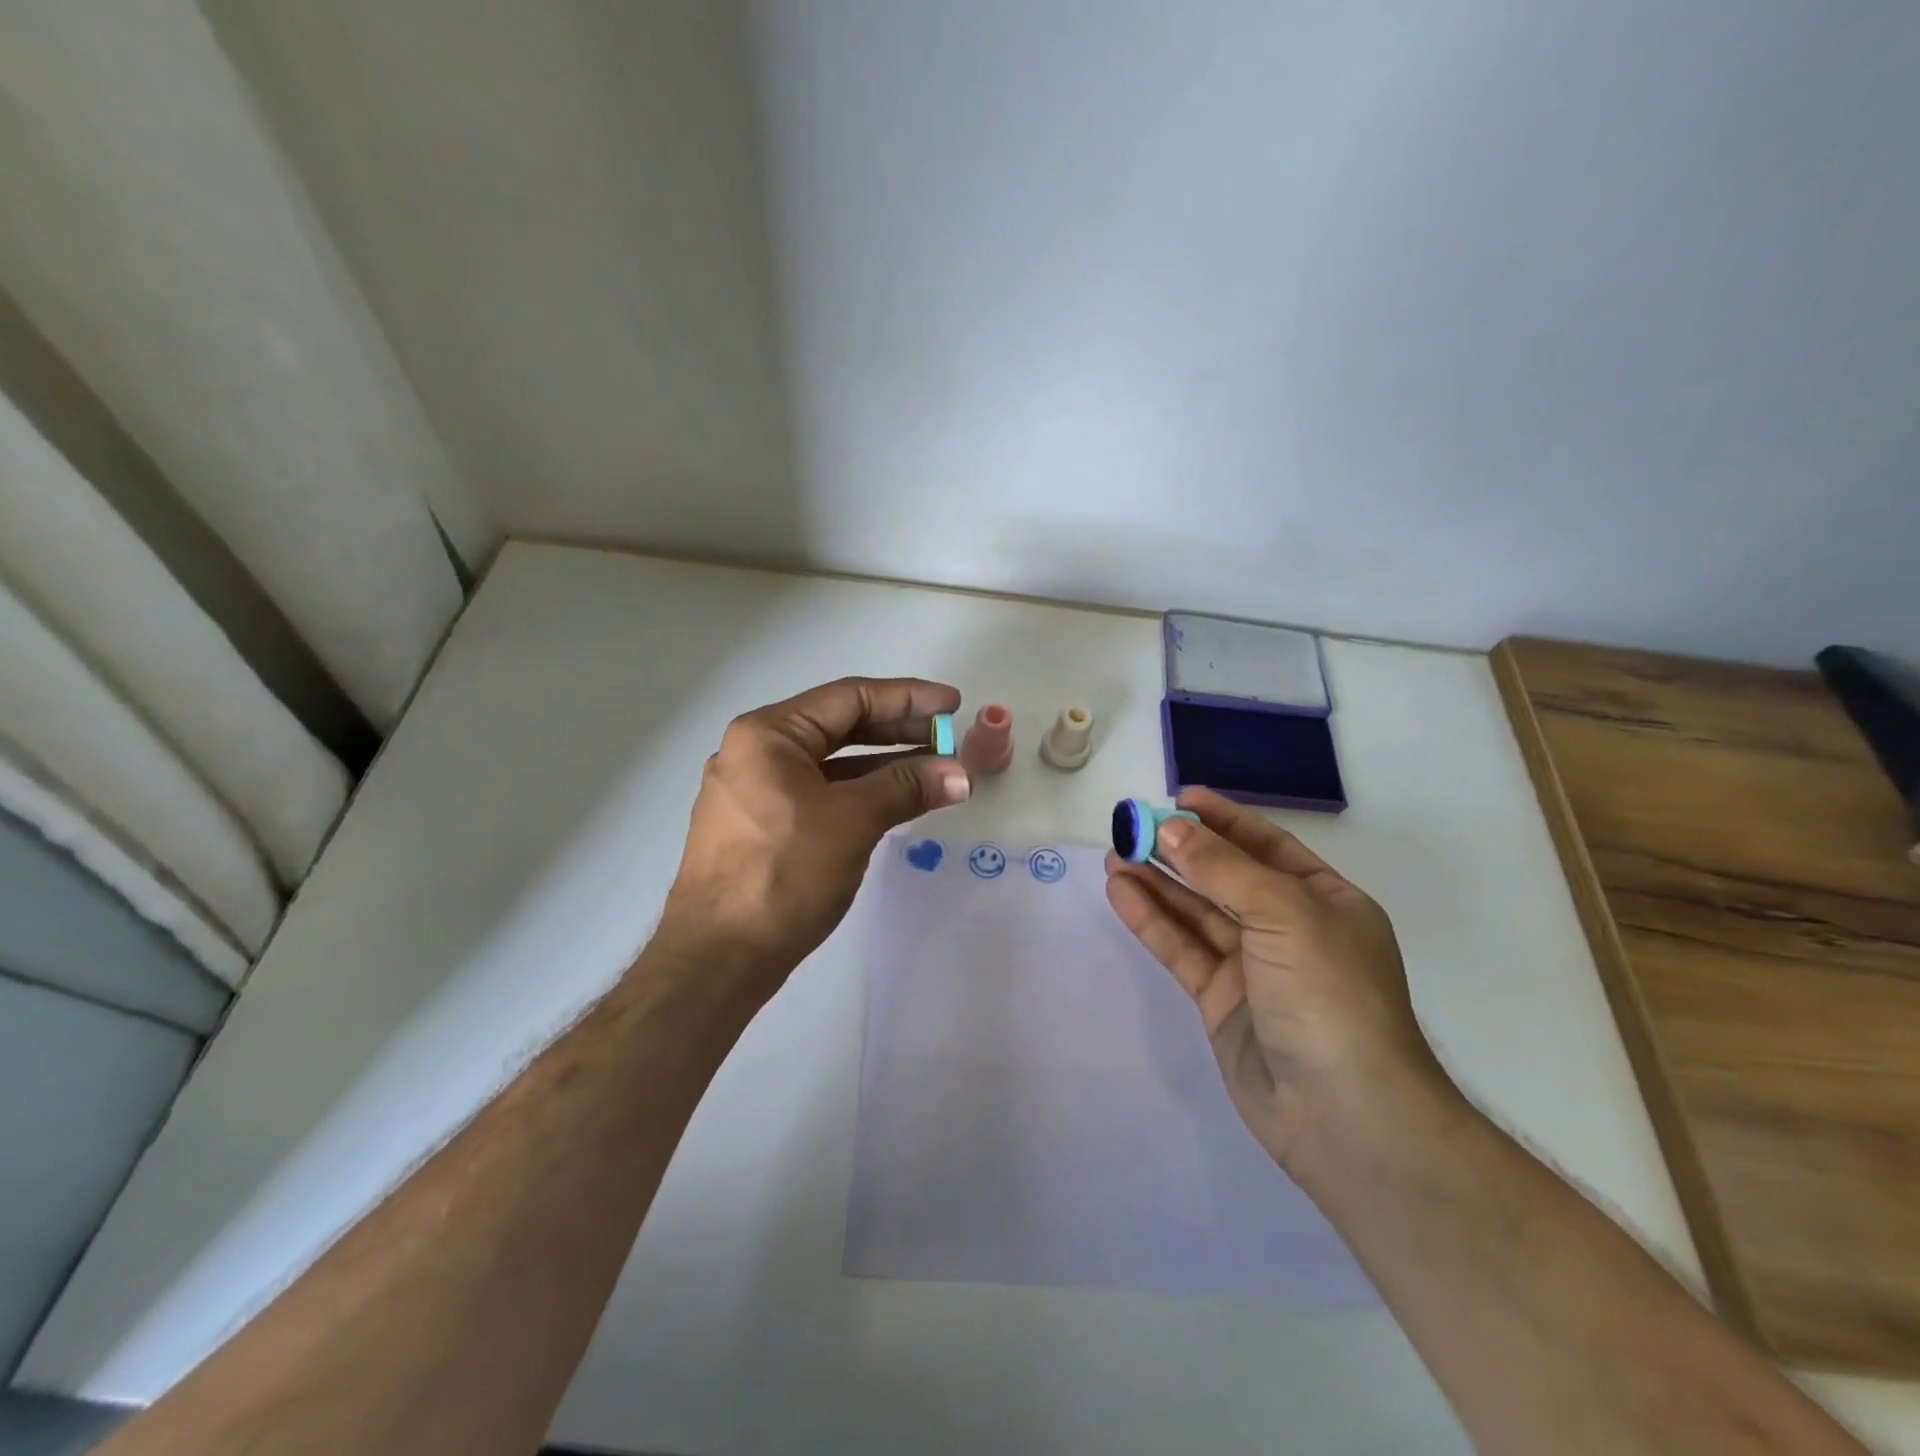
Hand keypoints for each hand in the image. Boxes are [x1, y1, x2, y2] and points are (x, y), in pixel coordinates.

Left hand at [660, 677, 970, 994]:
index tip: (952, 705)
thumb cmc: (784, 873)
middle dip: (898, 730)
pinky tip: (895, 801)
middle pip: (839, 726)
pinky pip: (820, 793)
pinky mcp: (761, 827)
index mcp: (768, 734)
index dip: (907, 698)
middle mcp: (756, 752)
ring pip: (831, 763)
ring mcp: (754, 791)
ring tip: (933, 770)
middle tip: (948, 738)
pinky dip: (859, 793)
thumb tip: (960, 774)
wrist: (718, 958)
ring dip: (883, 765)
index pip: (849, 697)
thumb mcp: (852, 821)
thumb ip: (907, 788)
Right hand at [1105, 787, 1448, 1170]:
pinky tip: (1121, 893)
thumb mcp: (1283, 913)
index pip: (1266, 845)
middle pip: (1225, 877)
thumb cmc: (1329, 994)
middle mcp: (1289, 928)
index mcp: (1324, 900)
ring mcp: (1253, 967)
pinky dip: (1152, 920)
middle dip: (1180, 850)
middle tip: (1130, 825)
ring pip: (1196, 912)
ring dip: (1157, 882)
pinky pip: (1182, 949)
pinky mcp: (1221, 1001)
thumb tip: (1169, 826)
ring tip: (1114, 853)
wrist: (1344, 1115)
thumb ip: (1222, 868)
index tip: (1178, 797)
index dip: (1223, 819)